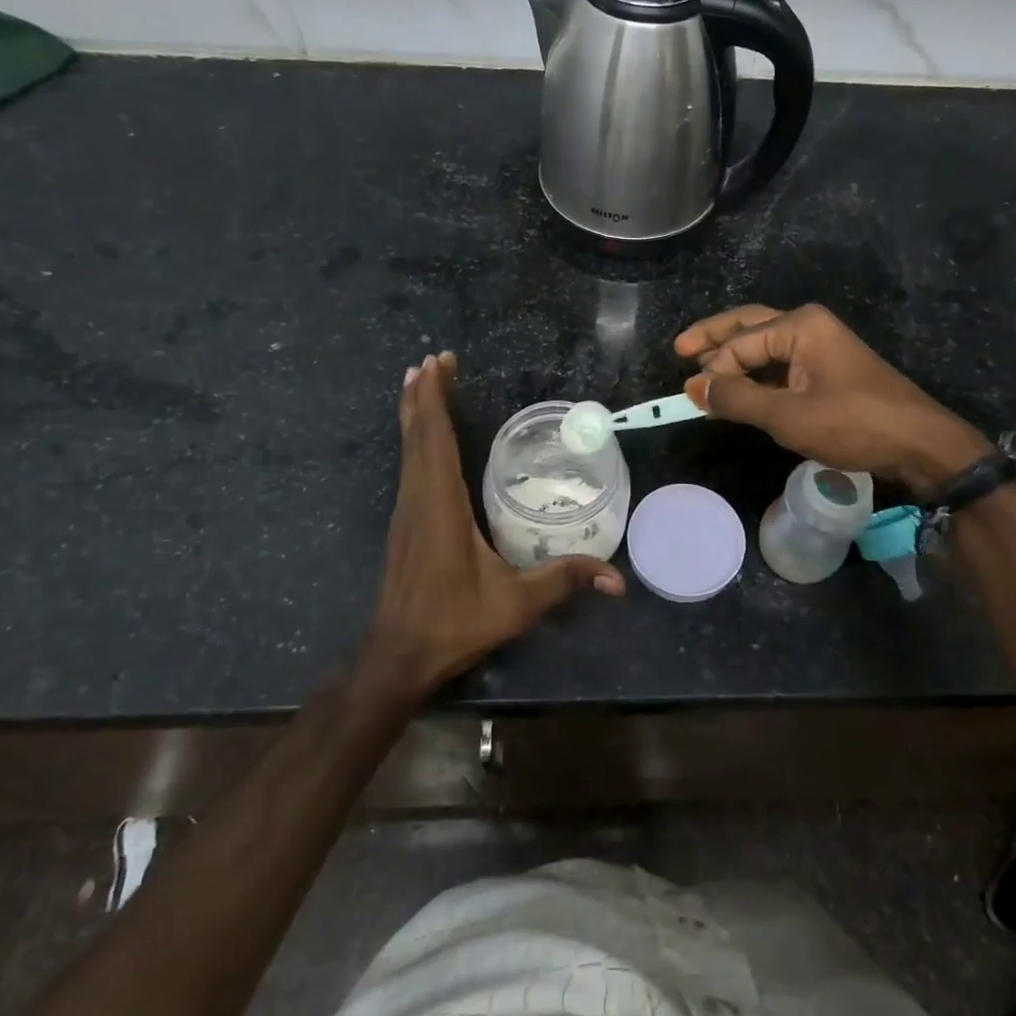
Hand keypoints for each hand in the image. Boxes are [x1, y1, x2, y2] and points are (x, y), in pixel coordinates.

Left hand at [363, 352, 623, 700]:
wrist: (398, 656)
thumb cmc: (454, 622)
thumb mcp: (516, 602)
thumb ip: (564, 580)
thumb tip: (617, 578)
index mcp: (439, 504)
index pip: (434, 439)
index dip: (435, 399)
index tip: (437, 363)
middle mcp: (417, 499)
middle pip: (416, 435)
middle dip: (424, 394)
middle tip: (434, 359)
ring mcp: (406, 511)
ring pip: (408, 449)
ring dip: (416, 414)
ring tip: (423, 382)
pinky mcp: (405, 524)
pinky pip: (409, 466)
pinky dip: (416, 438)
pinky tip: (424, 438)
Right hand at [675, 304, 993, 498]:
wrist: (921, 445)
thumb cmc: (854, 424)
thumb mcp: (788, 415)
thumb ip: (737, 398)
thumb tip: (694, 388)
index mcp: (799, 325)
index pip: (739, 344)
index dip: (712, 370)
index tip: (690, 398)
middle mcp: (808, 326)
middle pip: (748, 326)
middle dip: (713, 339)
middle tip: (678, 350)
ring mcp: (820, 346)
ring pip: (764, 345)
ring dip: (734, 358)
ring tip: (702, 371)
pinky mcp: (827, 369)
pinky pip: (781, 364)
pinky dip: (757, 374)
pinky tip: (740, 389)